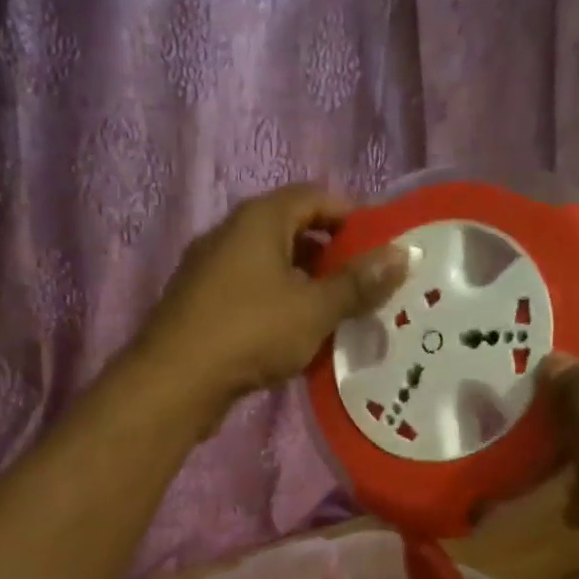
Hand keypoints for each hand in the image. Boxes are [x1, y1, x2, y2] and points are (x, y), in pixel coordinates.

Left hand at [137, 183, 408, 419]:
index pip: (314, 196)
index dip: (351, 216)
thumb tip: (403, 254)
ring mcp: (210, 270)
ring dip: (305, 287)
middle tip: (365, 286)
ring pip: (270, 268)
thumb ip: (359, 282)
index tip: (380, 247)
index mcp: (258, 219)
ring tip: (338, 317)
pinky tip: (297, 340)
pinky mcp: (200, 305)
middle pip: (292, 232)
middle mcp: (230, 234)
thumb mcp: (315, 308)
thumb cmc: (251, 332)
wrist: (175, 381)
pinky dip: (278, 308)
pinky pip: (250, 295)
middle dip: (331, 257)